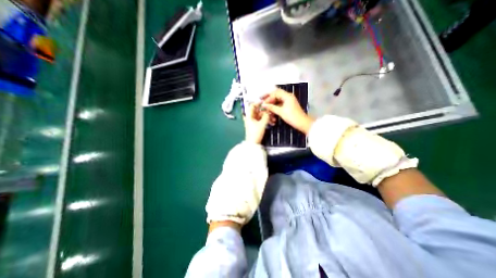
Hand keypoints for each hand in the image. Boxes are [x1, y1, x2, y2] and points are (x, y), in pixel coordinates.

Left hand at [243, 103, 270, 143]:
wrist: (253, 143)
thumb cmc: (255, 134)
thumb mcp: (262, 124)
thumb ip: (266, 116)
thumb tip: (268, 111)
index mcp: (249, 116)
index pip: (252, 106)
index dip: (258, 103)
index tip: (264, 102)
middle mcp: (250, 118)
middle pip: (258, 111)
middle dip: (265, 111)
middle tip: (271, 111)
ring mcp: (252, 122)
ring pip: (260, 116)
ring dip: (266, 116)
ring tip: (272, 119)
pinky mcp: (255, 125)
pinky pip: (261, 120)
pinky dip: (265, 120)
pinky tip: (271, 122)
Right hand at [260, 88, 312, 132]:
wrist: (302, 123)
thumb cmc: (292, 117)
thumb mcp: (281, 112)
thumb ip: (272, 107)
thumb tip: (264, 105)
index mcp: (287, 96)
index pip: (275, 93)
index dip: (268, 97)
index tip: (263, 103)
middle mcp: (288, 96)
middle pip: (276, 94)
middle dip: (268, 97)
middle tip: (261, 99)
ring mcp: (288, 100)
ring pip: (278, 98)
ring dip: (271, 101)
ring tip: (265, 104)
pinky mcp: (288, 105)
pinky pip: (280, 102)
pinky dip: (275, 105)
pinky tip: (270, 108)